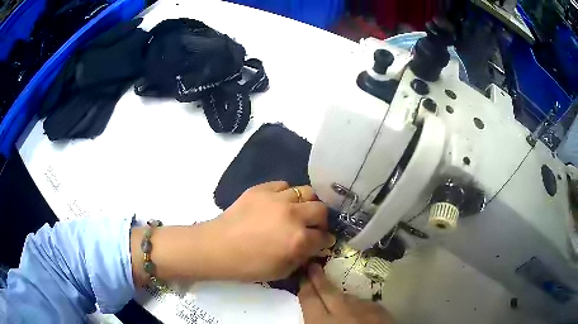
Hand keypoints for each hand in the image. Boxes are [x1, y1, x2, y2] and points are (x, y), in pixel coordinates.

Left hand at [209, 181, 335, 281]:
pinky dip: (286, 193)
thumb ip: (302, 258)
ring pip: (306, 192)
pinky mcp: (261, 189)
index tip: (322, 241)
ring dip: (306, 204)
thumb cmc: (248, 265)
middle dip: (321, 220)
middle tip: (312, 226)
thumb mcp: (281, 271)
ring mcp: (277, 198)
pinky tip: (279, 202)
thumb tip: (313, 247)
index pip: (323, 236)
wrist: (218, 247)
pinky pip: (283, 185)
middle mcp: (293, 215)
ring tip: (298, 211)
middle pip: (321, 209)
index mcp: (298, 239)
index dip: (325, 240)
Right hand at [299, 264, 394, 323]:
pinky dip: (358, 305)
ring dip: (340, 296)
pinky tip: (356, 311)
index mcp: (322, 322)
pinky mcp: (380, 310)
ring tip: (334, 295)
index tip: (302, 274)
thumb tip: (312, 317)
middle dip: (319, 279)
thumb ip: (316, 322)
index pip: (309, 299)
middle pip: (328, 292)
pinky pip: (364, 304)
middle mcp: (343, 311)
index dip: (305, 286)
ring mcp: (364, 309)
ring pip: (348, 297)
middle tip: (313, 266)